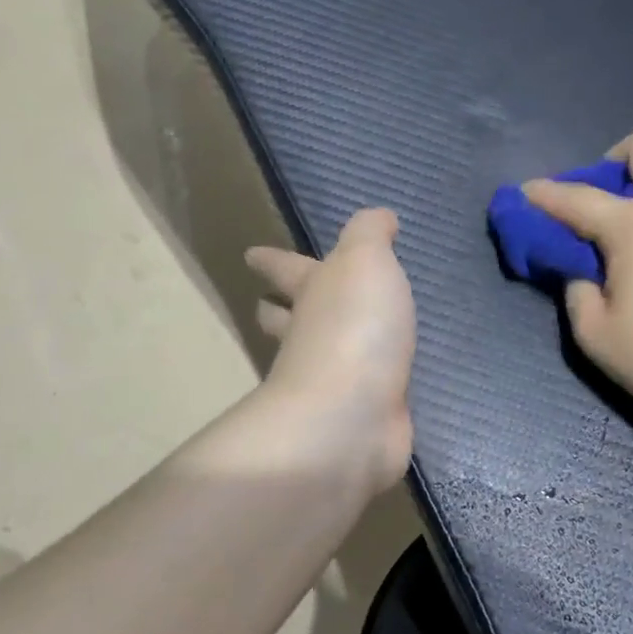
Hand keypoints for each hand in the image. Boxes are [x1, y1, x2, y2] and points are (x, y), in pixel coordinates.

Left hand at [245, 209, 416, 494]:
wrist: (353, 415)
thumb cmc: (354, 328)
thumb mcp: (365, 262)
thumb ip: (370, 234)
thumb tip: (380, 216)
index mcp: (309, 294)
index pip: (284, 269)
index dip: (270, 259)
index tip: (251, 255)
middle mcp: (309, 338)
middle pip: (283, 319)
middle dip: (276, 309)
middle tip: (267, 304)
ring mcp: (329, 383)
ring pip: (317, 357)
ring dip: (317, 347)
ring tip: (328, 341)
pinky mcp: (356, 417)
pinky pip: (360, 392)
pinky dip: (364, 384)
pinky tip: (381, 384)